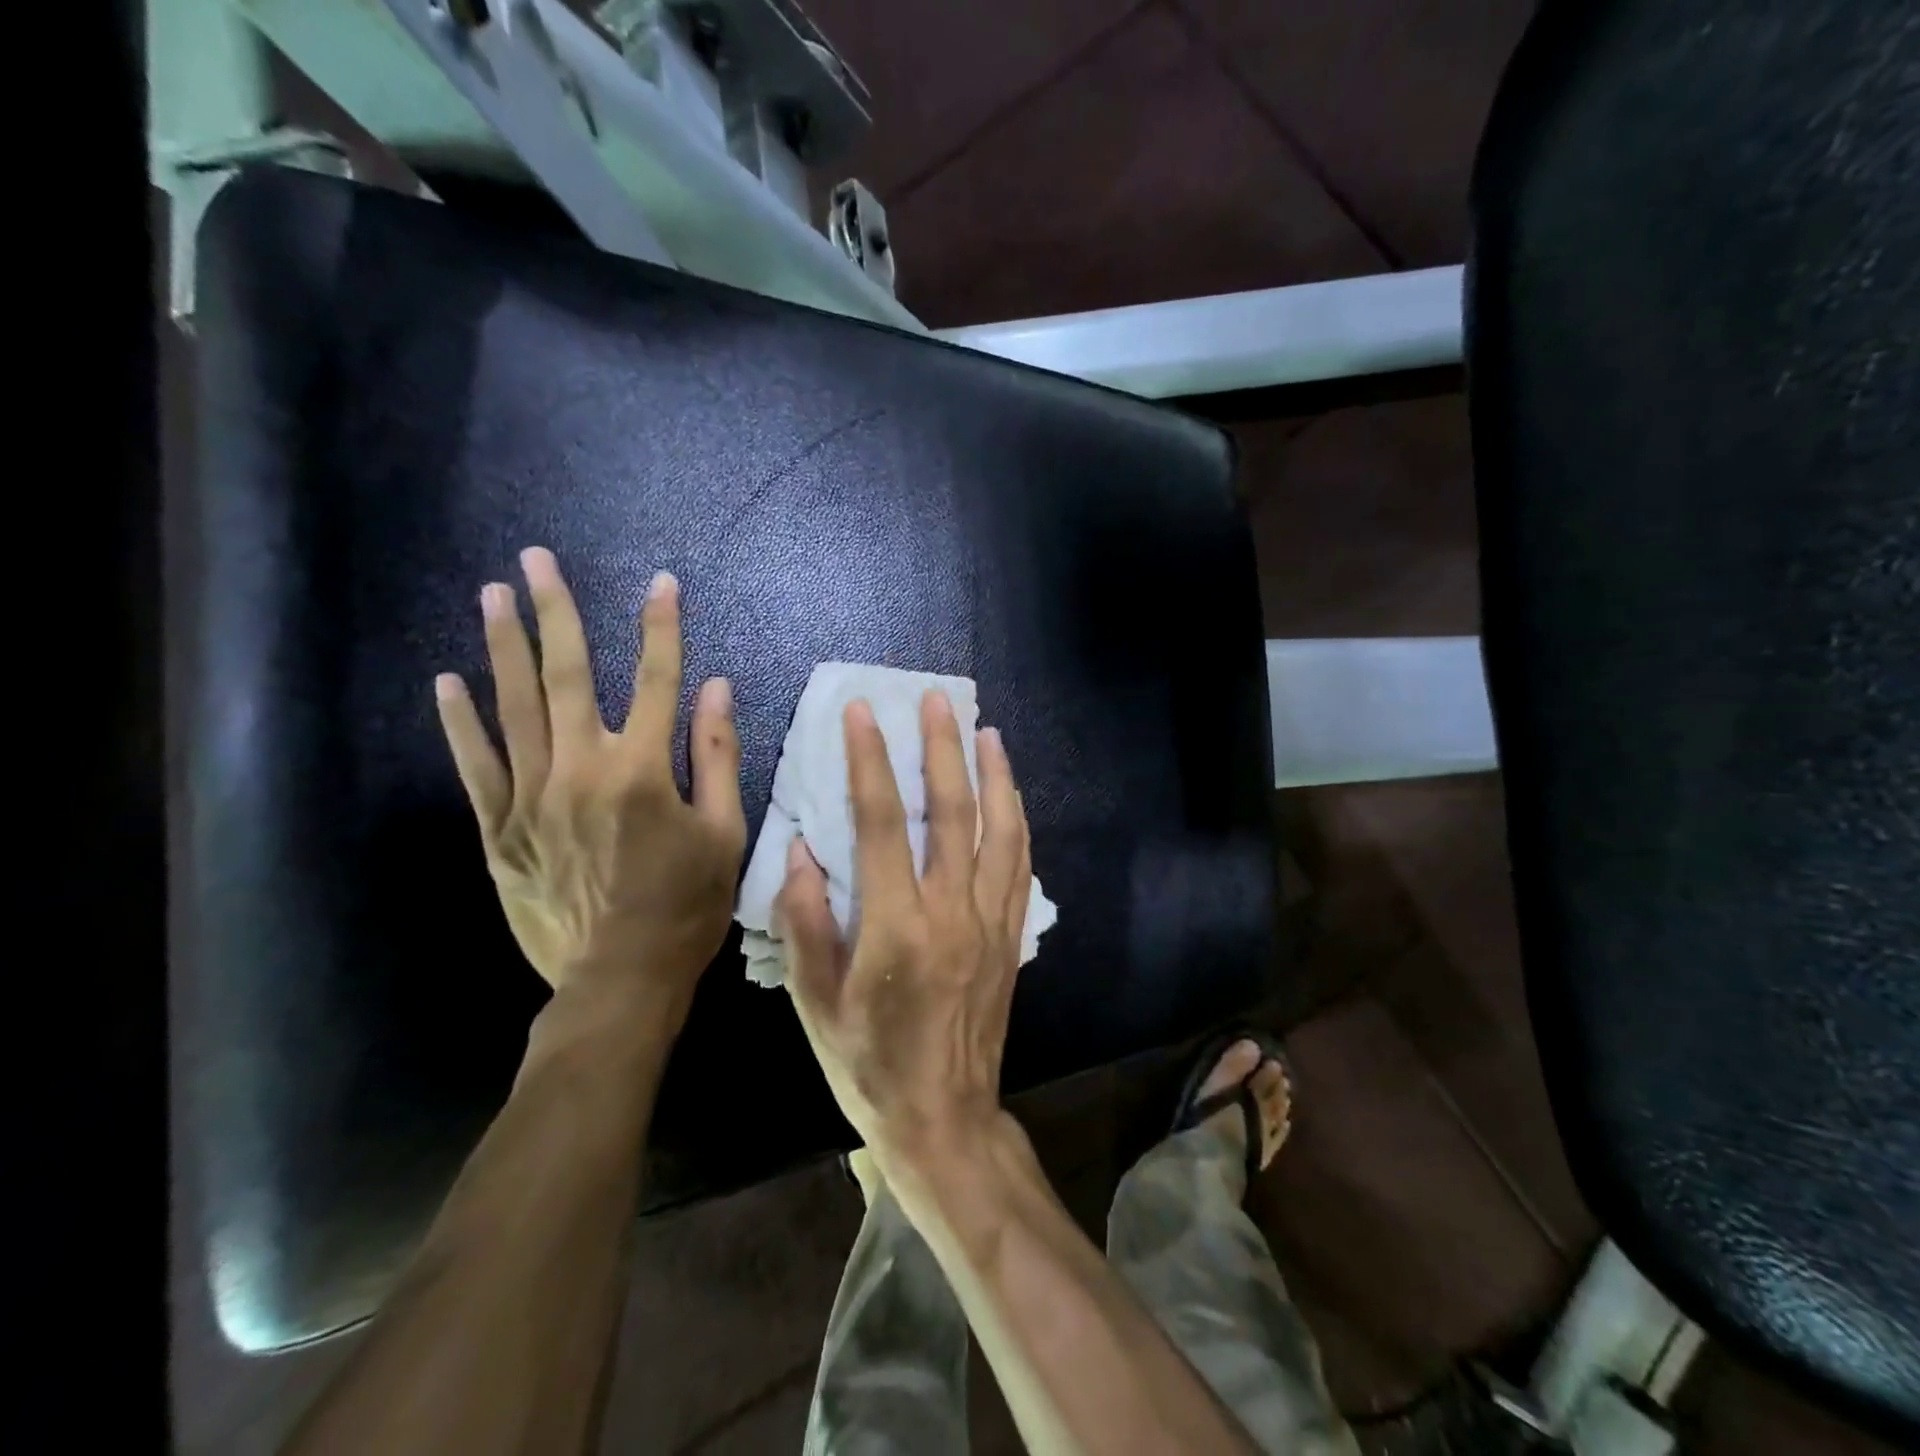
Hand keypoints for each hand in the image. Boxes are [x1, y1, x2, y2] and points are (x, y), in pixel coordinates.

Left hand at [434, 547, 745, 1031]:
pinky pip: (476, 766)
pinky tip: (448, 682)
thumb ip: (718, 757)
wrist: (619, 979)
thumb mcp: (725, 834)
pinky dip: (460, 722)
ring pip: (515, 708)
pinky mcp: (500, 830)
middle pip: (569, 677)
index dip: (661, 628)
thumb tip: (716, 689)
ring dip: (504, 648)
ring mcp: (532, 798)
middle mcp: (582, 770)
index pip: (657, 680)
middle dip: (556, 613)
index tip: (660, 583)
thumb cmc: (687, 906)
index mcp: (644, 772)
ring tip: (492, 596)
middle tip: (537, 560)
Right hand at [777, 690, 1032, 1165]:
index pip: (883, 823)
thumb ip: (806, 923)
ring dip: (994, 774)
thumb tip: (801, 850)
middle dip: (942, 748)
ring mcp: (991, 922)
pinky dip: (1016, 819)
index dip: (871, 762)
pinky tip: (1010, 794)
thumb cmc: (868, 1066)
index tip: (864, 714)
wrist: (946, 1120)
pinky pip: (1020, 864)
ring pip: (1000, 831)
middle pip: (952, 812)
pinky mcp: (1012, 936)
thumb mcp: (816, 1003)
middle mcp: (952, 913)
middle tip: (936, 700)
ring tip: (986, 730)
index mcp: (896, 928)